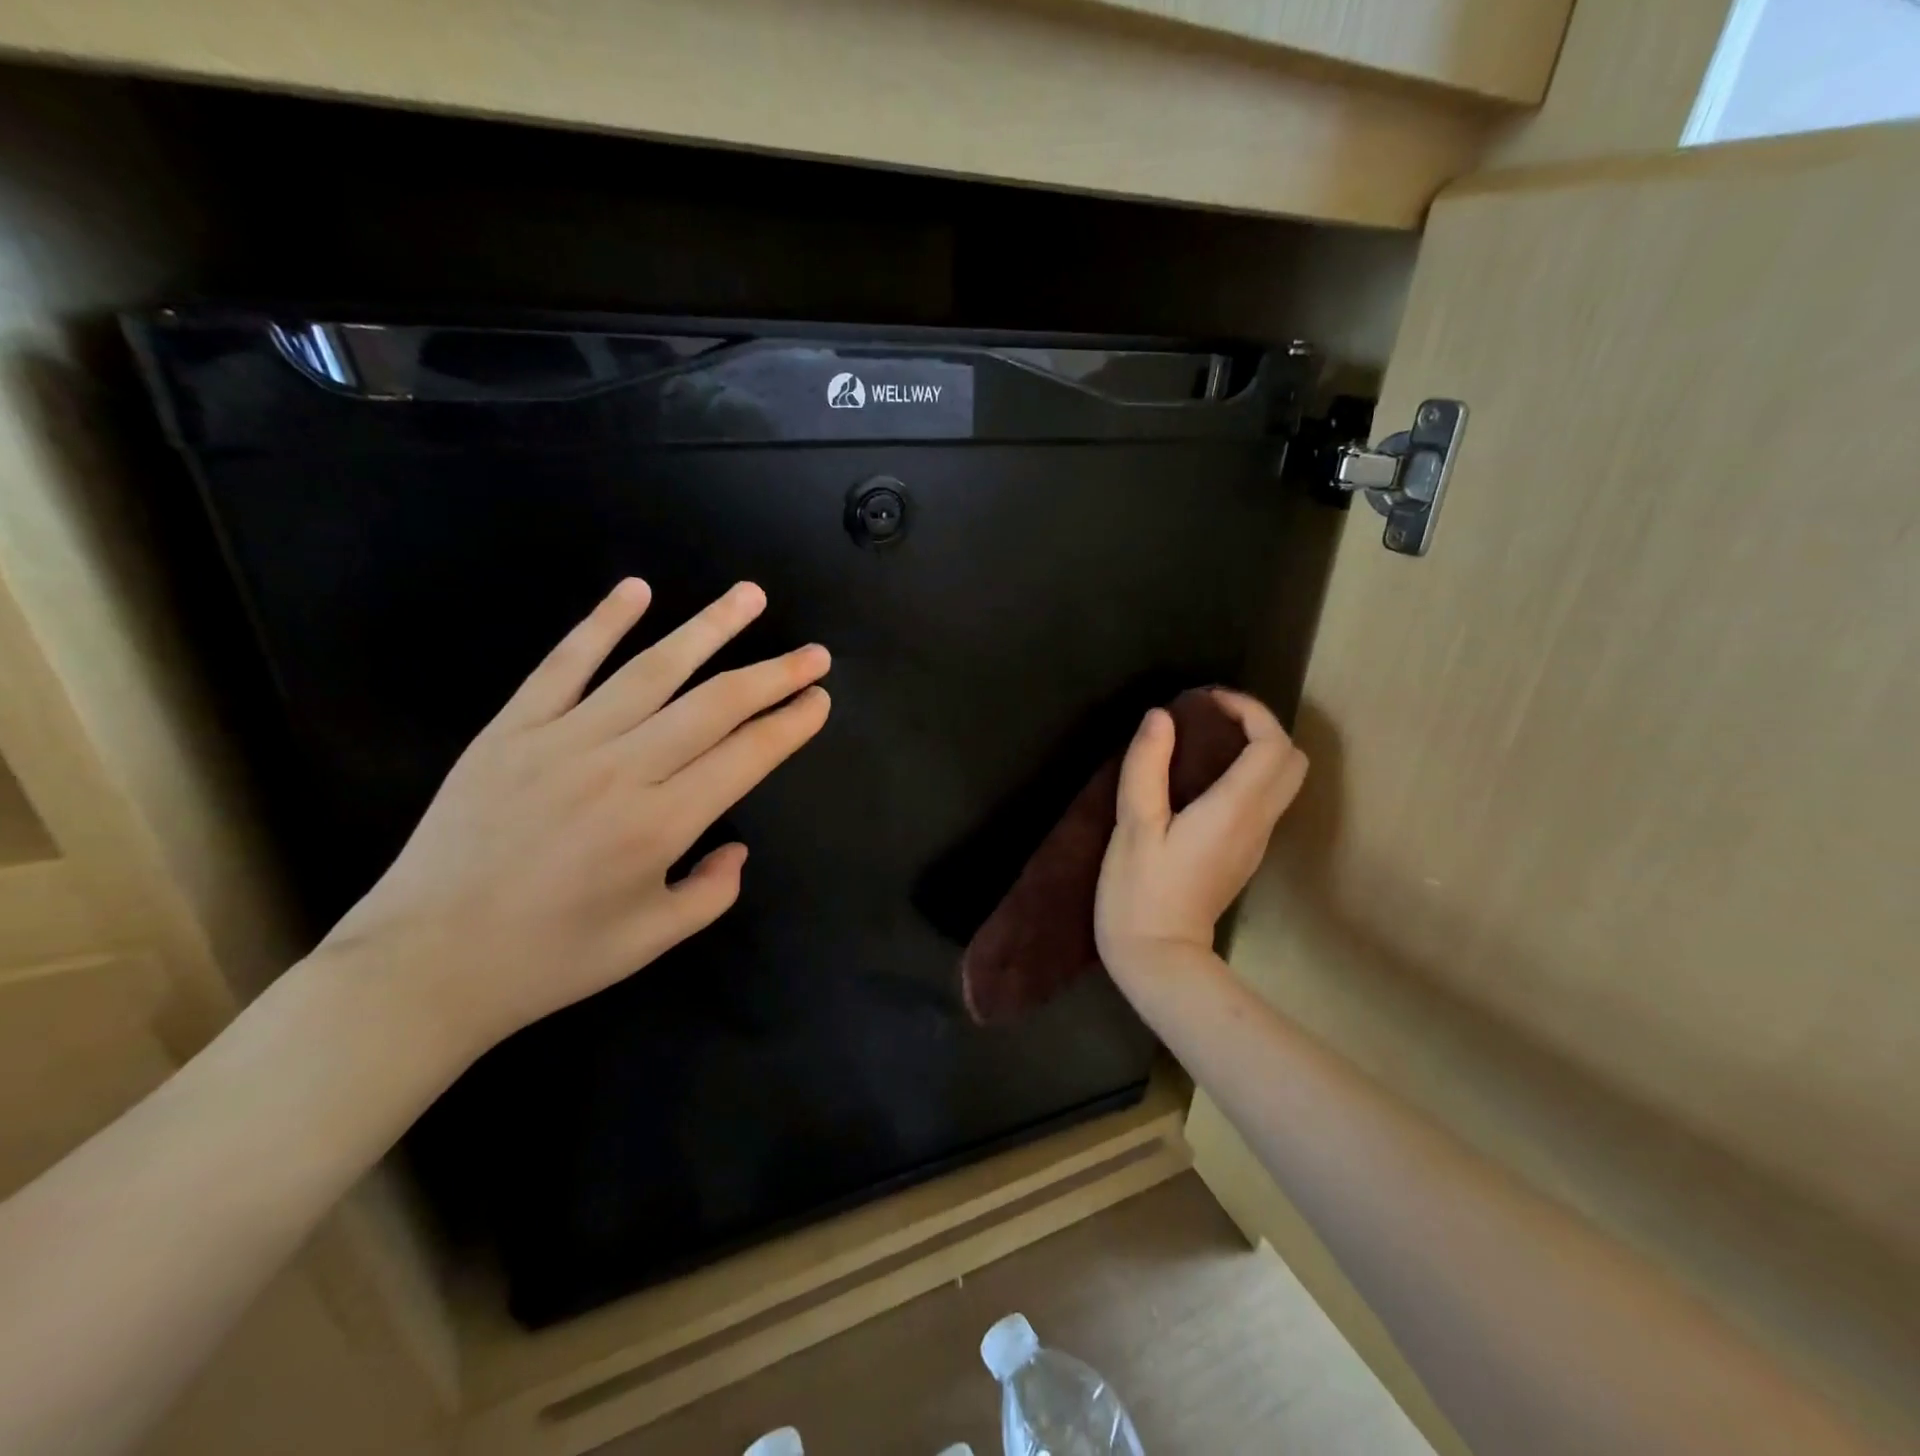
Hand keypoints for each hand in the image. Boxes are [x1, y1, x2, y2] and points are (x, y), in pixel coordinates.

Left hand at [315, 578, 830, 1068]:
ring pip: (652, 670)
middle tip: (815, 653)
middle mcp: (621, 770)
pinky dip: (602, 622)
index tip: (820, 699)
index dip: (791, 724)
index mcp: (660, 825)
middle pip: (715, 704)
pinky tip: (637, 589)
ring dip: (709, 628)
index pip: (747, 755)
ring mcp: (562, 741)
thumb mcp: (651, 941)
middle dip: (774, 674)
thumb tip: (737, 846)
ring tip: (750, 597)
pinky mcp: (512, 729)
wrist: (423, 964)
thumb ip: (712, 892)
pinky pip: (564, 663)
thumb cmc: (549, 960)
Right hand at [1094, 689, 1307, 981]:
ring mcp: (1255, 842)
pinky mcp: (1242, 854)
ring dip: (1254, 749)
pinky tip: (1200, 778)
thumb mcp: (1133, 826)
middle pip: (1292, 761)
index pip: (1273, 745)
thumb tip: (1161, 717)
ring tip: (1203, 740)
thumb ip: (1146, 767)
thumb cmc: (1140, 892)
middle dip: (1260, 726)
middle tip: (1211, 718)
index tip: (1206, 701)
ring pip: (1281, 781)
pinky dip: (1245, 774)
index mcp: (1234, 810)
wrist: (1159, 959)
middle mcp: (1257, 823)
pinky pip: (1262, 800)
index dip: (1249, 711)